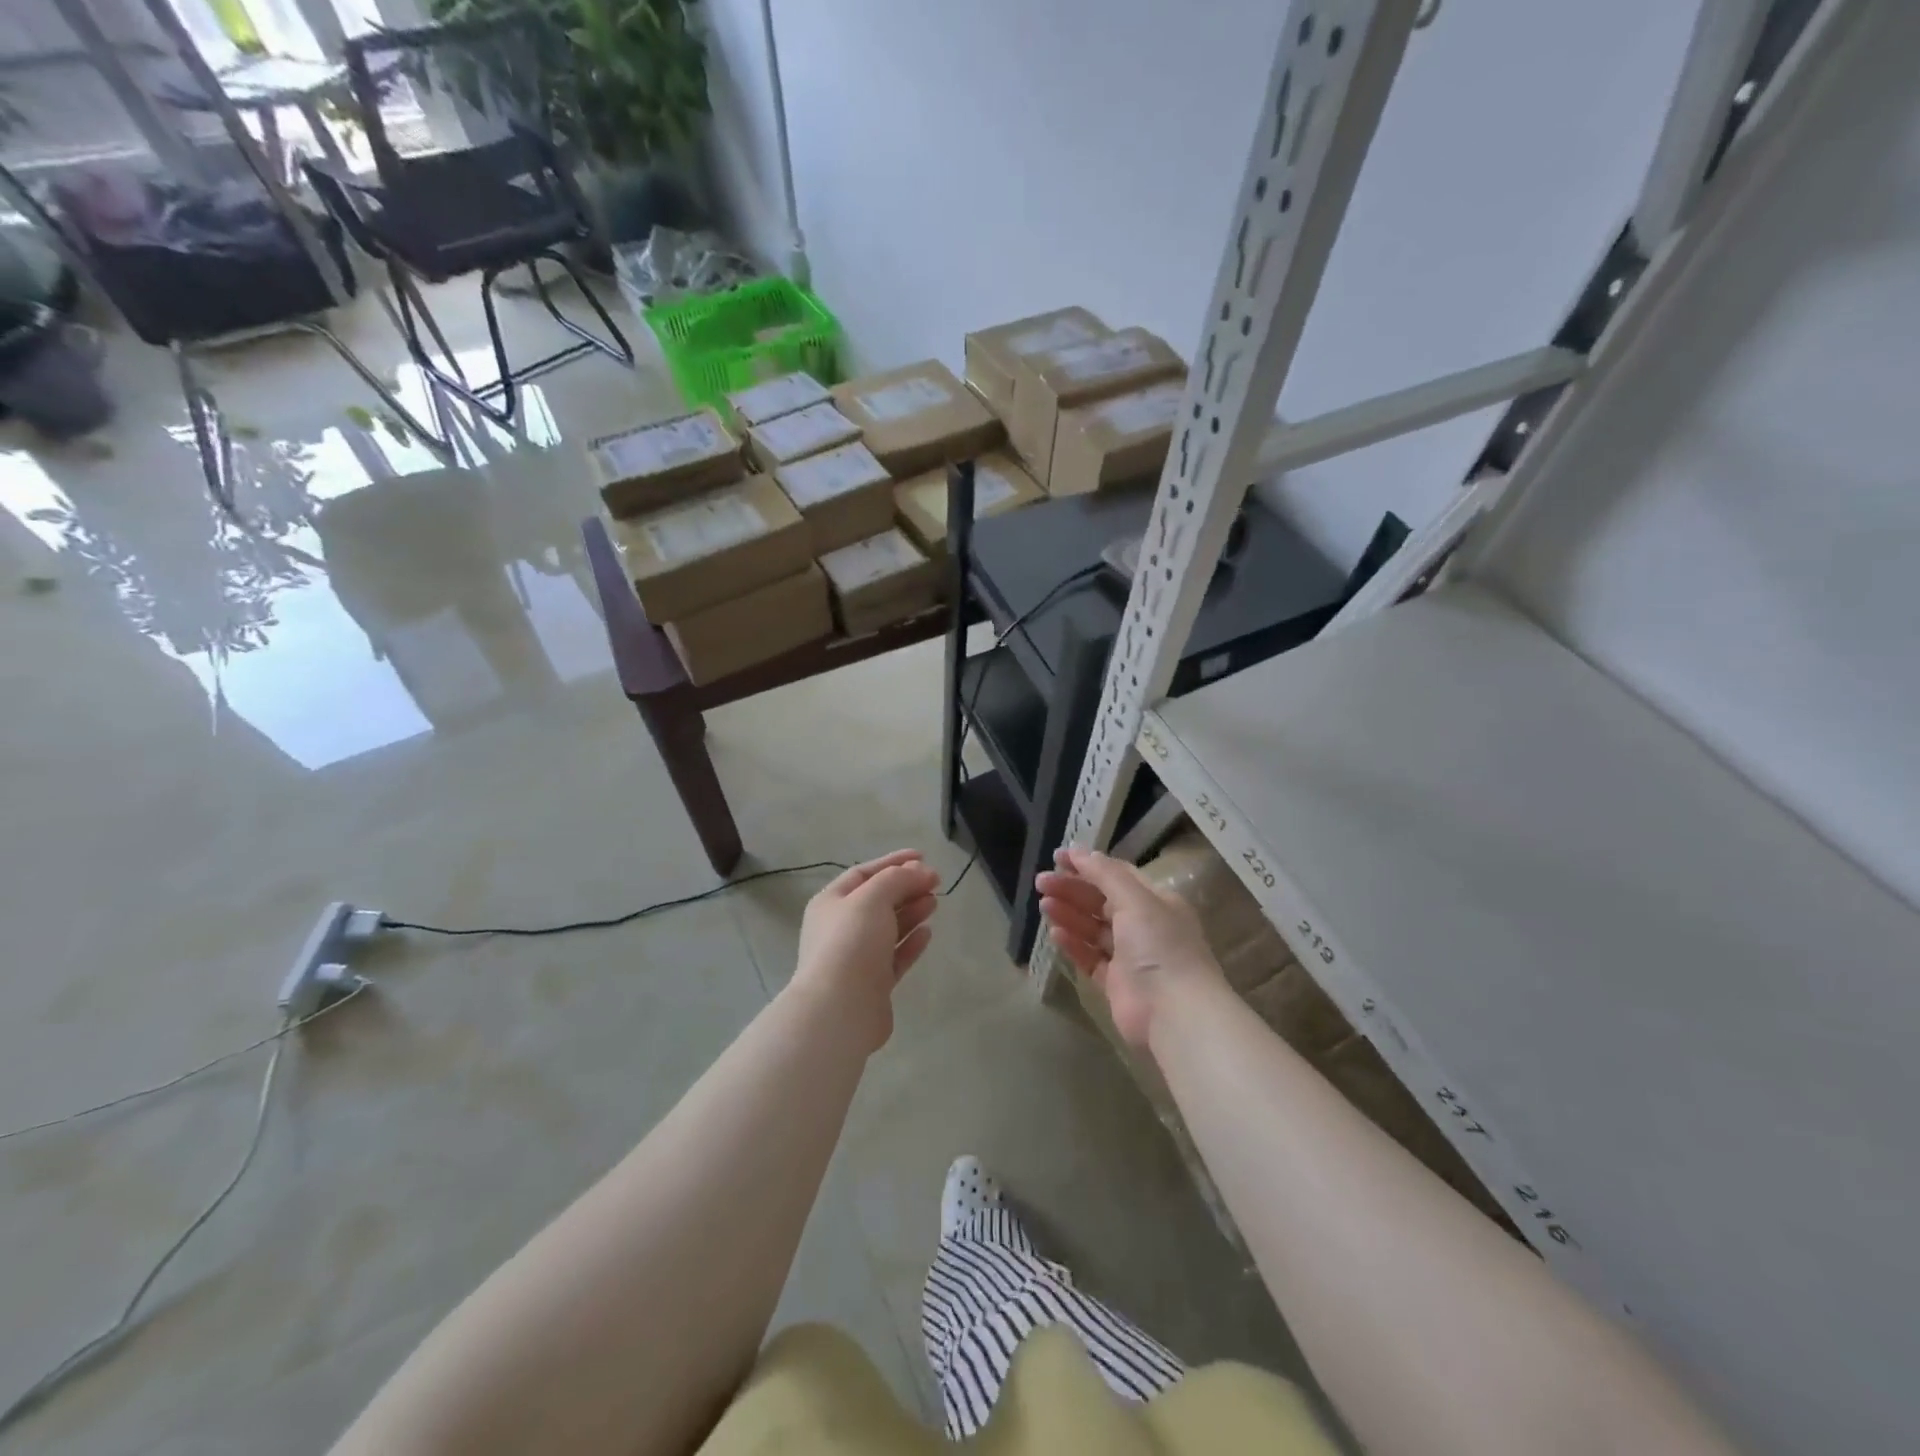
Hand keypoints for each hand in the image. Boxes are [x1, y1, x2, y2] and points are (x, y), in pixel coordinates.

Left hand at [792, 849, 940, 1049]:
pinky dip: (911, 942)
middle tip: (936, 882)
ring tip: (935, 902)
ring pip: (888, 928)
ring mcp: (857, 957)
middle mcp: (841, 928)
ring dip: (911, 912)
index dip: (893, 862)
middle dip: (906, 887)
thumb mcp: (873, 897)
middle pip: (878, 900)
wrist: (840, 1008)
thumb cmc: (851, 942)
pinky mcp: (873, 983)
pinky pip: (895, 956)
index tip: (923, 857)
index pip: (864, 873)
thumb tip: (920, 871)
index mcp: (831, 902)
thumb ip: (898, 879)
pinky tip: (928, 933)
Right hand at [1036, 847, 1223, 1048]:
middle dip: (1072, 889)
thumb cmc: (1159, 947)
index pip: (1117, 875)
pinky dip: (1073, 944)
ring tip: (1044, 905)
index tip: (1057, 857)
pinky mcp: (1116, 983)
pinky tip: (1055, 934)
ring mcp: (1130, 956)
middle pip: (1101, 900)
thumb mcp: (1136, 900)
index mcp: (1156, 901)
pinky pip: (1091, 957)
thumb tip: (1079, 851)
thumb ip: (1105, 874)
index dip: (1088, 864)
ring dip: (1069, 914)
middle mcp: (1144, 926)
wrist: (1174, 1013)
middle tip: (1041, 882)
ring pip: (1093, 928)